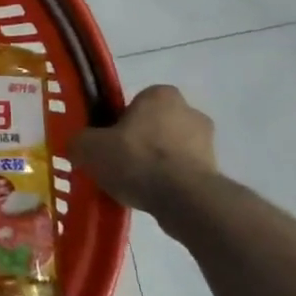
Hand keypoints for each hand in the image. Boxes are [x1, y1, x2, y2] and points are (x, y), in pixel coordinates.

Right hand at [67, 85, 217, 216]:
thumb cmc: (135, 159)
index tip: (108, 141)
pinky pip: (183, 173)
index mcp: (160, 95)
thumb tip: (78, 146)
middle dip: (139, 141)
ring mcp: (208, 142)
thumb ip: (79, 141)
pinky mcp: (216, 171)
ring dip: (155, 163)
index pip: (135, 102)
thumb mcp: (88, 147)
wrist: (184, 200)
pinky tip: (152, 197)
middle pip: (154, 125)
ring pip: (170, 149)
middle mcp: (190, 111)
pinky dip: (169, 182)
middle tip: (118, 163)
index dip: (118, 121)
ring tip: (133, 186)